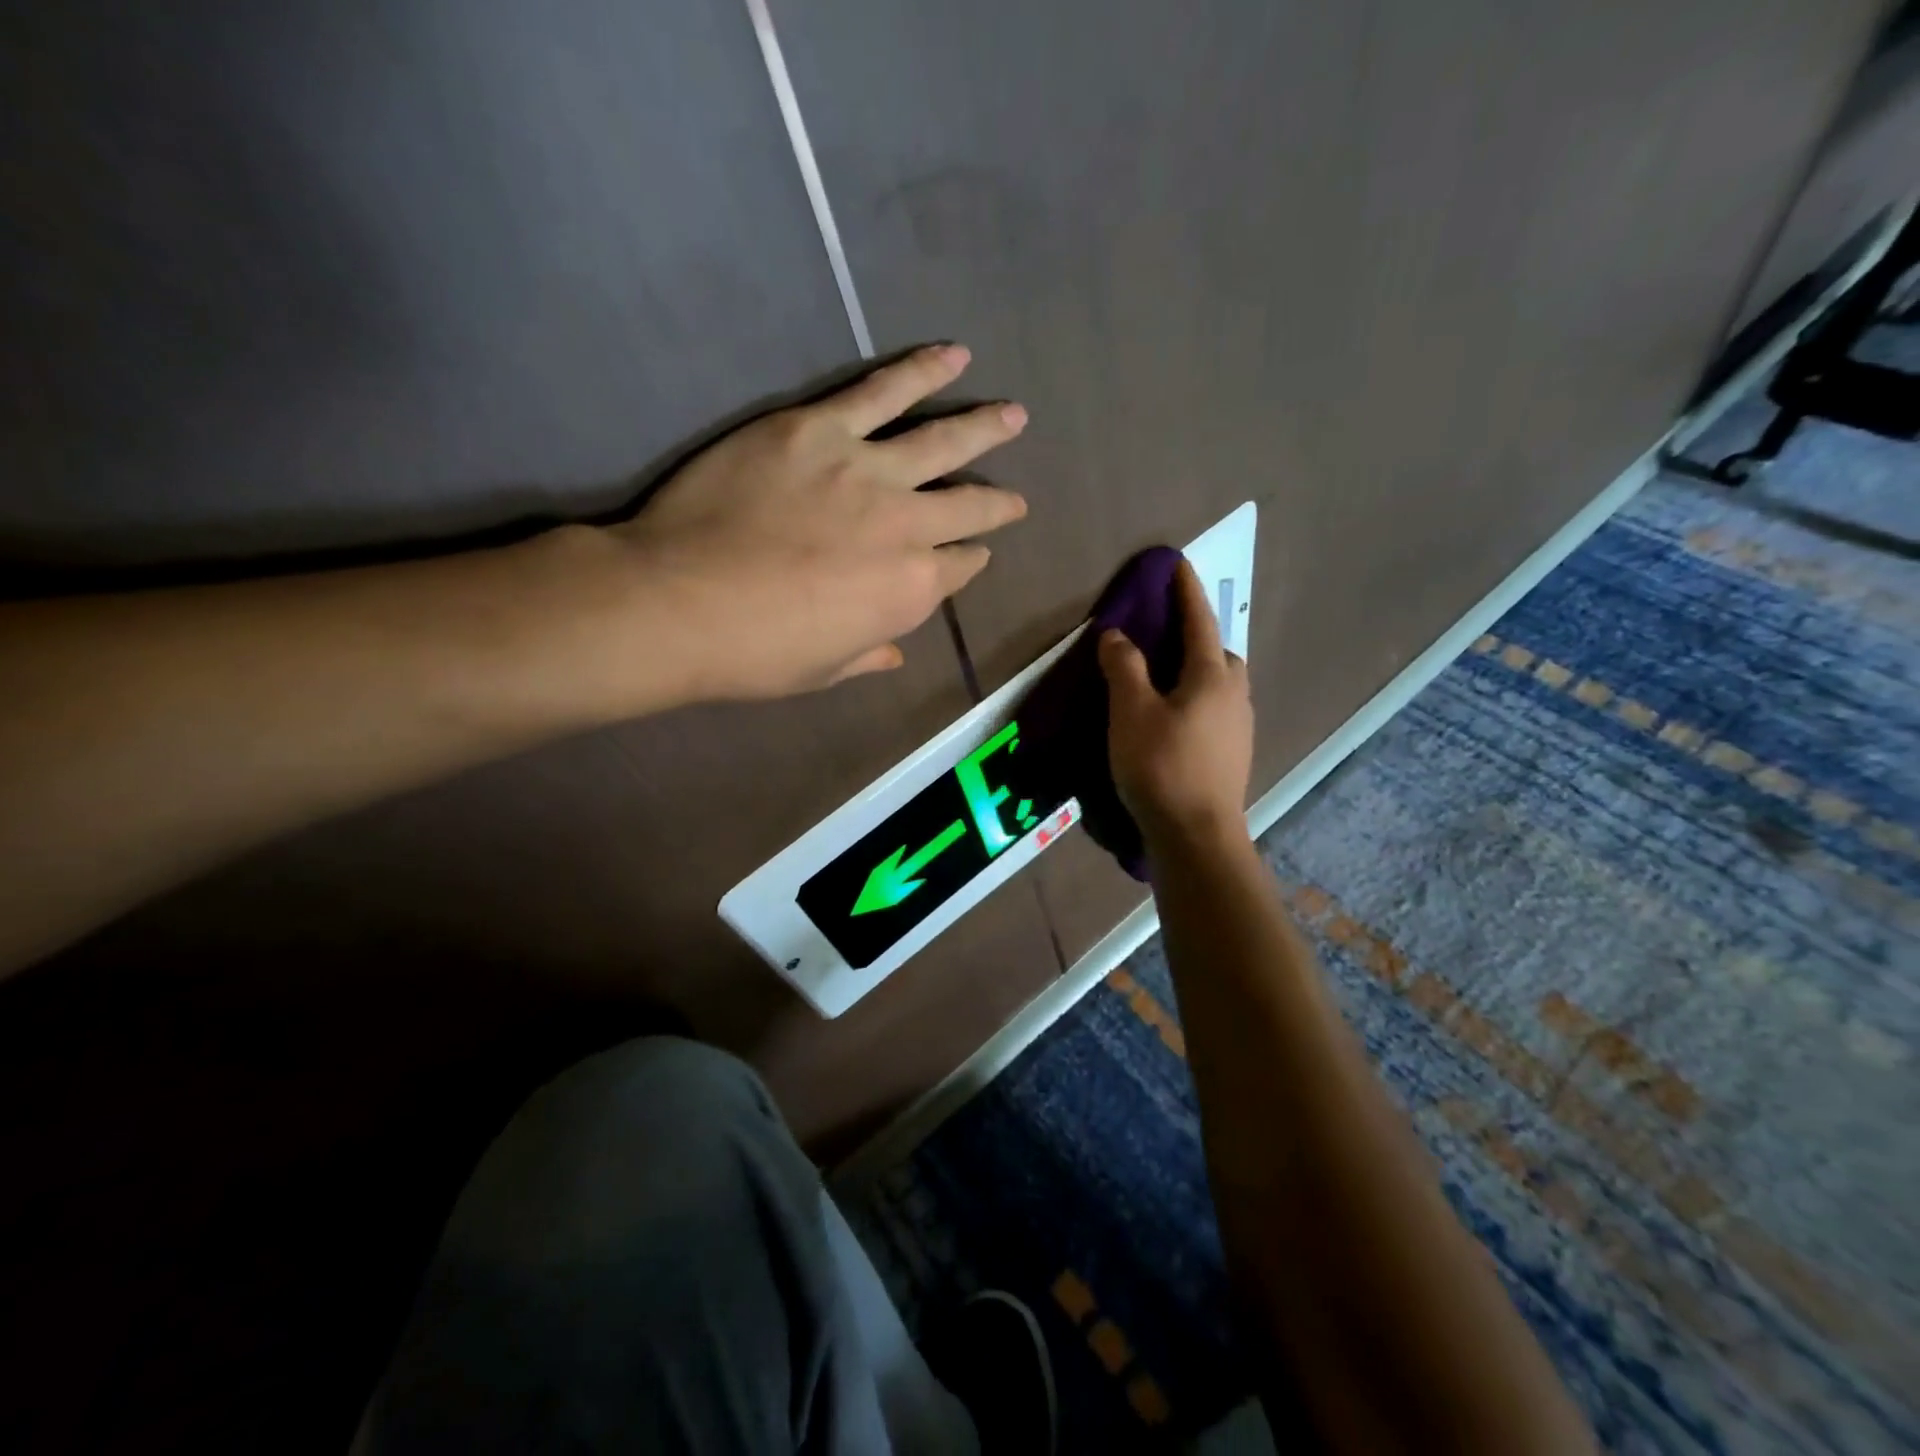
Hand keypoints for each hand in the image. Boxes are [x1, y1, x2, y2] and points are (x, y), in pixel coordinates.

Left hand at [612, 343, 1027, 700]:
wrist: (679, 602)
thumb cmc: (754, 652)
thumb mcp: (822, 672)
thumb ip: (868, 655)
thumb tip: (895, 652)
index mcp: (910, 591)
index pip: (958, 568)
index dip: (970, 559)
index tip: (976, 551)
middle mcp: (906, 527)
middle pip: (966, 506)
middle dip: (998, 502)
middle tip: (1017, 497)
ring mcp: (867, 472)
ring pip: (942, 440)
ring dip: (985, 427)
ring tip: (1015, 415)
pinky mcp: (820, 429)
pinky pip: (882, 392)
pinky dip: (922, 371)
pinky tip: (953, 355)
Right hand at [1099, 559, 1252, 848]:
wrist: (1197, 836)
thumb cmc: (1162, 767)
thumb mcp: (1131, 711)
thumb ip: (1124, 668)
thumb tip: (1117, 635)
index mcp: (1213, 676)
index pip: (1199, 621)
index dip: (1186, 592)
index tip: (1178, 563)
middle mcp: (1235, 695)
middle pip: (1218, 653)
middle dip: (1195, 637)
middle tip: (1164, 635)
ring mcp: (1239, 727)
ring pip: (1219, 685)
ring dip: (1196, 672)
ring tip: (1163, 680)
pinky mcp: (1233, 754)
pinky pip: (1215, 711)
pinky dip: (1195, 701)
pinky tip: (1174, 720)